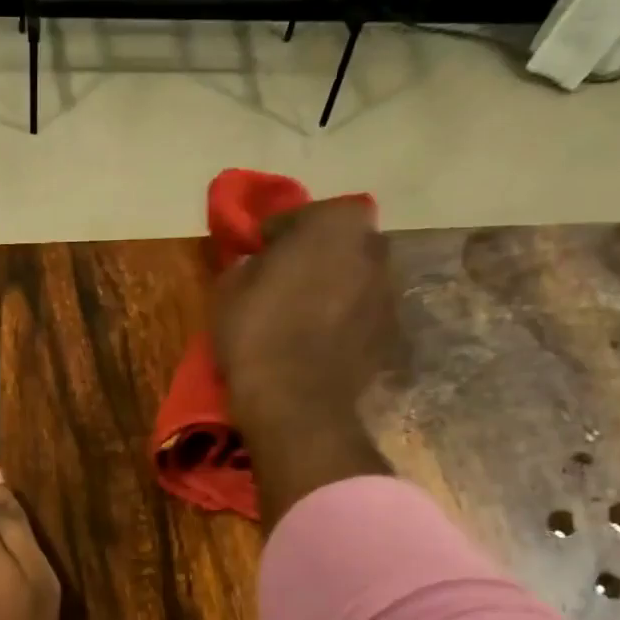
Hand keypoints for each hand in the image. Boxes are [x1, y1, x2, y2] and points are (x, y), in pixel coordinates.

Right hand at [213, 197, 399, 526]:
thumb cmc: (257, 332)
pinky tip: (317, 343)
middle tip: (283, 282)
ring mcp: (389, 294)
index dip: (275, 236)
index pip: (300, 216)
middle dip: (314, 257)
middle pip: (337, 244)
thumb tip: (257, 265)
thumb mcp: (229, 288)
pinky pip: (360, 316)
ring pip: (353, 280)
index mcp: (337, 223)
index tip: (257, 256)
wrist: (296, 402)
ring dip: (331, 290)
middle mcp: (374, 249)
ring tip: (300, 317)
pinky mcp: (391, 335)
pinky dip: (343, 322)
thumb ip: (248, 263)